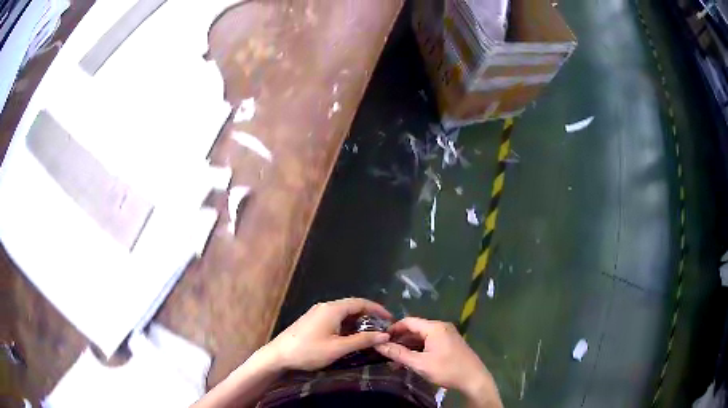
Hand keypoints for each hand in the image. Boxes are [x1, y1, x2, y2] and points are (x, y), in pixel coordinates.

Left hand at [265, 298, 391, 370]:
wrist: (278, 355)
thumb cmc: (309, 351)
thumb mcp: (338, 348)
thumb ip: (362, 340)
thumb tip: (385, 335)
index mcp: (333, 309)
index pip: (361, 302)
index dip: (378, 309)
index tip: (391, 320)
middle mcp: (325, 307)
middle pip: (352, 306)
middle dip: (369, 317)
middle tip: (382, 330)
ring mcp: (317, 313)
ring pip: (343, 314)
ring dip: (357, 322)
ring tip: (370, 335)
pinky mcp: (312, 321)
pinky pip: (335, 319)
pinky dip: (346, 326)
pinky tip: (350, 338)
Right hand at [374, 318, 500, 406]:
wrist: (474, 379)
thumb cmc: (447, 370)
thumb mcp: (420, 364)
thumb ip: (399, 354)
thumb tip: (379, 345)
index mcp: (434, 328)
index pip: (408, 321)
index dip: (393, 329)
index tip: (380, 339)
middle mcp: (441, 327)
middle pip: (415, 328)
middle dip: (400, 339)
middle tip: (385, 350)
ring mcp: (447, 335)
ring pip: (422, 336)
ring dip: (409, 346)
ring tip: (395, 358)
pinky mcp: (450, 343)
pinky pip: (430, 342)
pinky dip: (419, 349)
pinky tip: (411, 360)